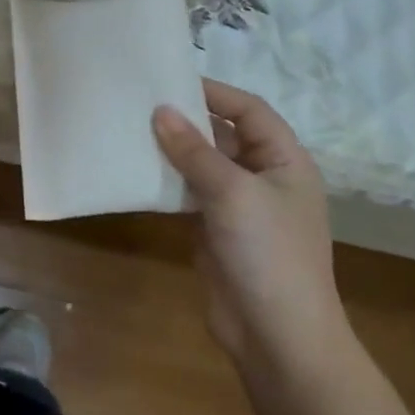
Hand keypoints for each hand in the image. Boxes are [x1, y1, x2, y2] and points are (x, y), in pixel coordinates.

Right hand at [152, 81, 346, 371]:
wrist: (277, 335)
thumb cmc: (268, 253)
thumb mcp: (232, 193)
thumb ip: (194, 150)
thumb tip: (160, 110)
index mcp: (285, 161)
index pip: (249, 111)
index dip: (213, 92)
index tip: (168, 79)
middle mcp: (264, 177)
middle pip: (223, 134)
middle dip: (186, 119)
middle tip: (139, 101)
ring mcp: (239, 205)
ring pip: (202, 164)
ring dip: (172, 149)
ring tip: (129, 129)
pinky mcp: (216, 228)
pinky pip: (188, 192)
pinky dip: (166, 179)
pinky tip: (136, 169)